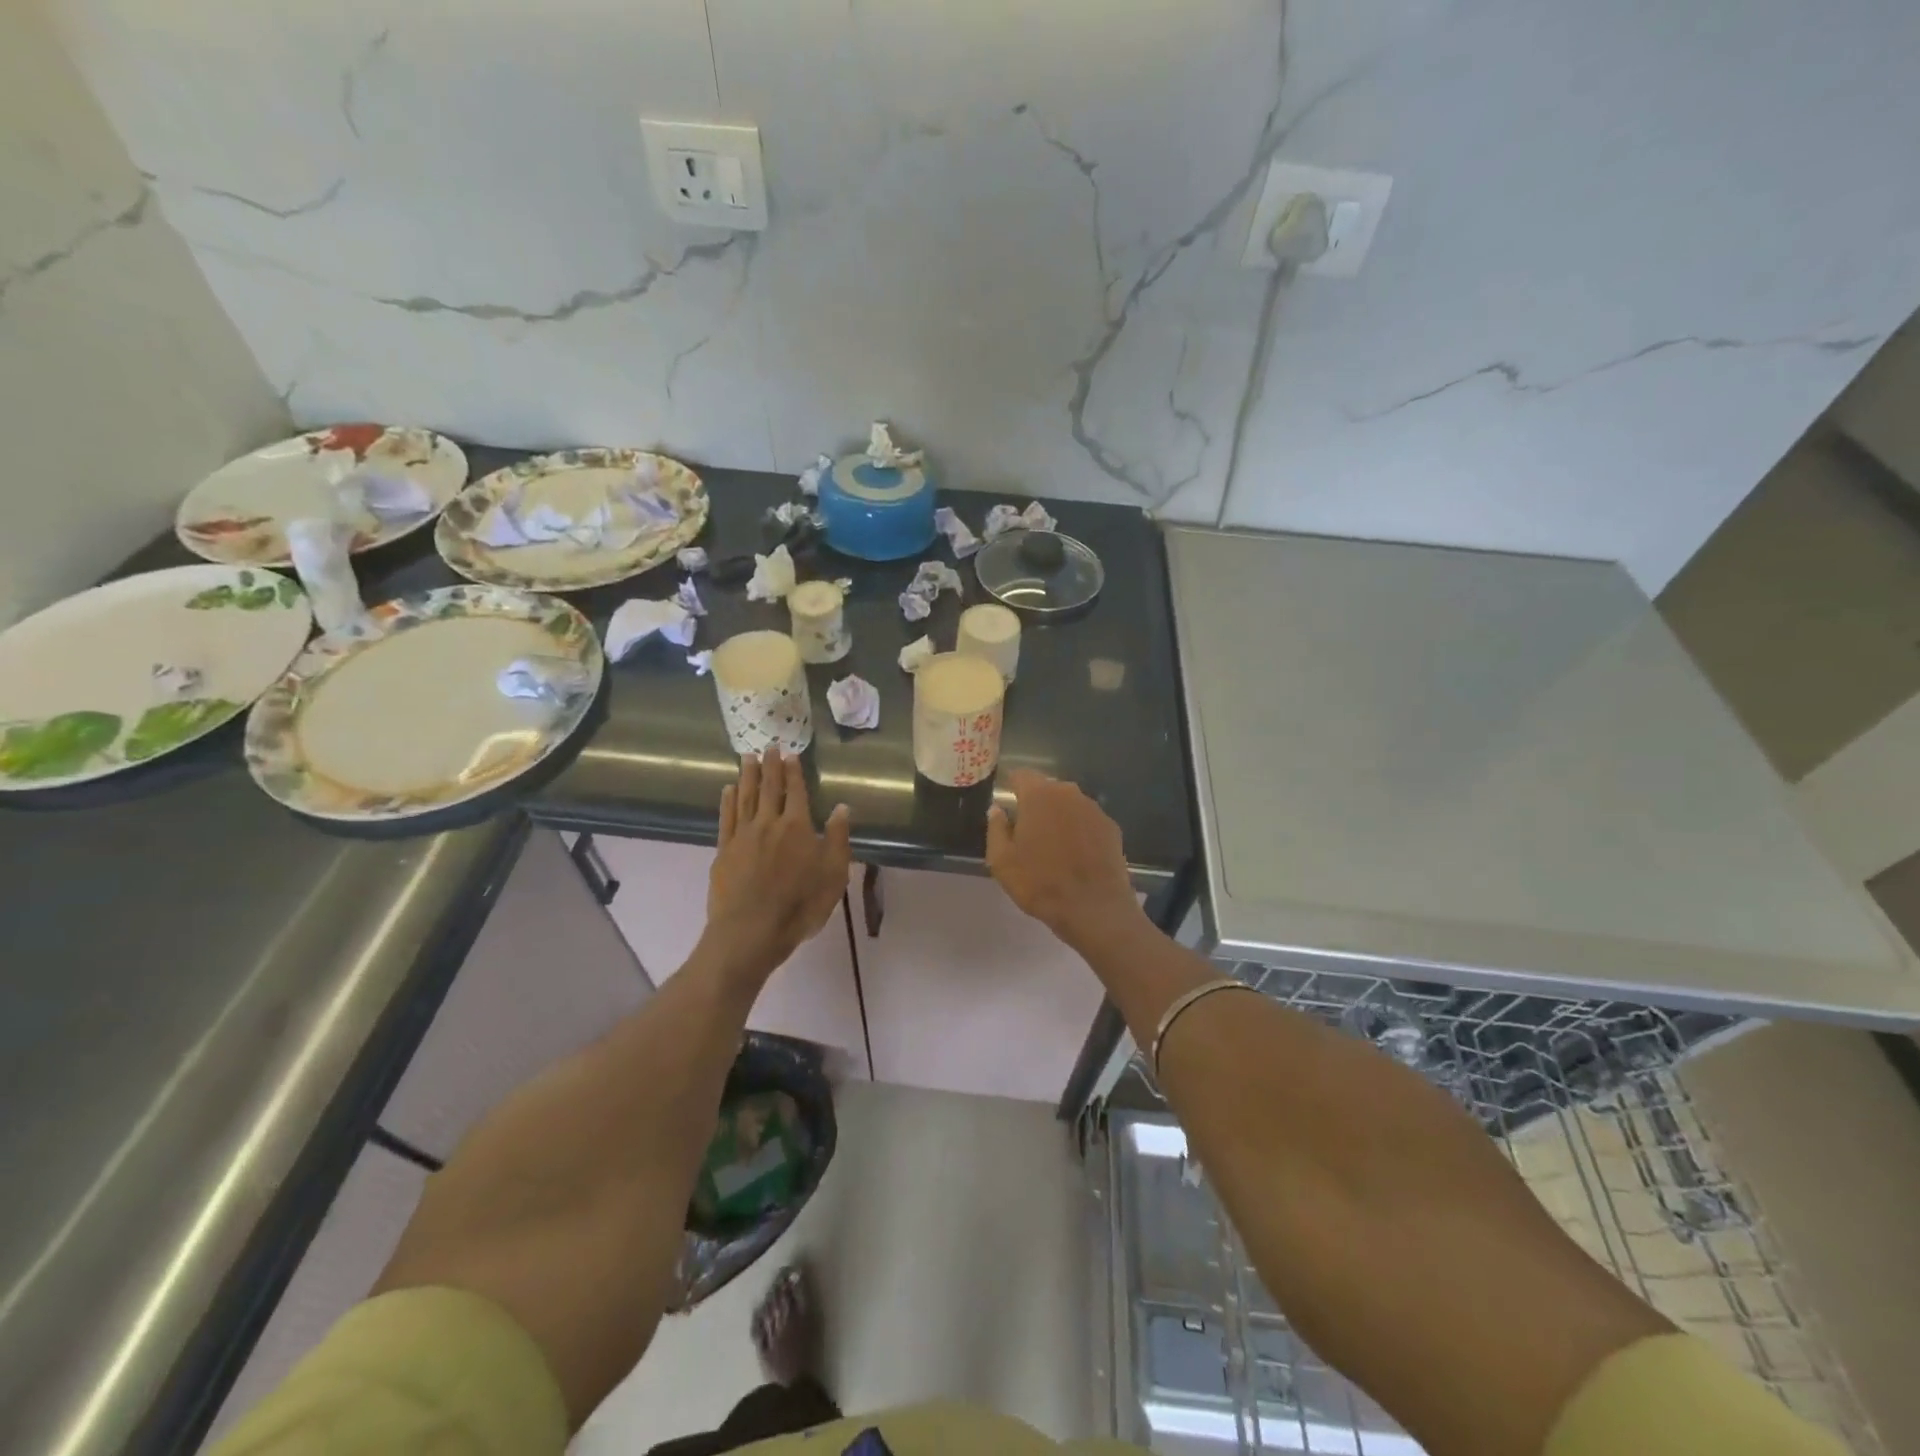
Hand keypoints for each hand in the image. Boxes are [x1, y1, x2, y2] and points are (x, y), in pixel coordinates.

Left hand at [704, 748, 851, 982]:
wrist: (751, 931)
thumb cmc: (800, 905)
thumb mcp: (833, 874)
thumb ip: (837, 838)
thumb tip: (841, 807)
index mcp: (797, 826)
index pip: (795, 791)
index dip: (793, 771)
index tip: (790, 753)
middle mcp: (768, 823)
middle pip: (768, 788)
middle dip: (770, 766)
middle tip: (768, 746)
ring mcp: (742, 835)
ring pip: (745, 797)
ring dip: (747, 776)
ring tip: (747, 758)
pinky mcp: (724, 851)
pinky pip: (726, 818)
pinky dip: (728, 801)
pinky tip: (728, 790)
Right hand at [986, 770, 1140, 946]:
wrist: (1093, 907)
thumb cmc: (1040, 882)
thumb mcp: (1002, 861)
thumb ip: (996, 829)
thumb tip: (997, 810)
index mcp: (1038, 795)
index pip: (1021, 775)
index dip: (1012, 787)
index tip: (1008, 806)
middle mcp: (1068, 793)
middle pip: (1047, 789)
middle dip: (1036, 804)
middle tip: (1028, 832)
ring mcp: (1093, 809)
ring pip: (1069, 805)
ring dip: (1059, 817)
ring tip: (1054, 846)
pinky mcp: (1111, 827)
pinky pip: (1088, 821)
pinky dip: (1080, 831)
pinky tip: (1077, 855)